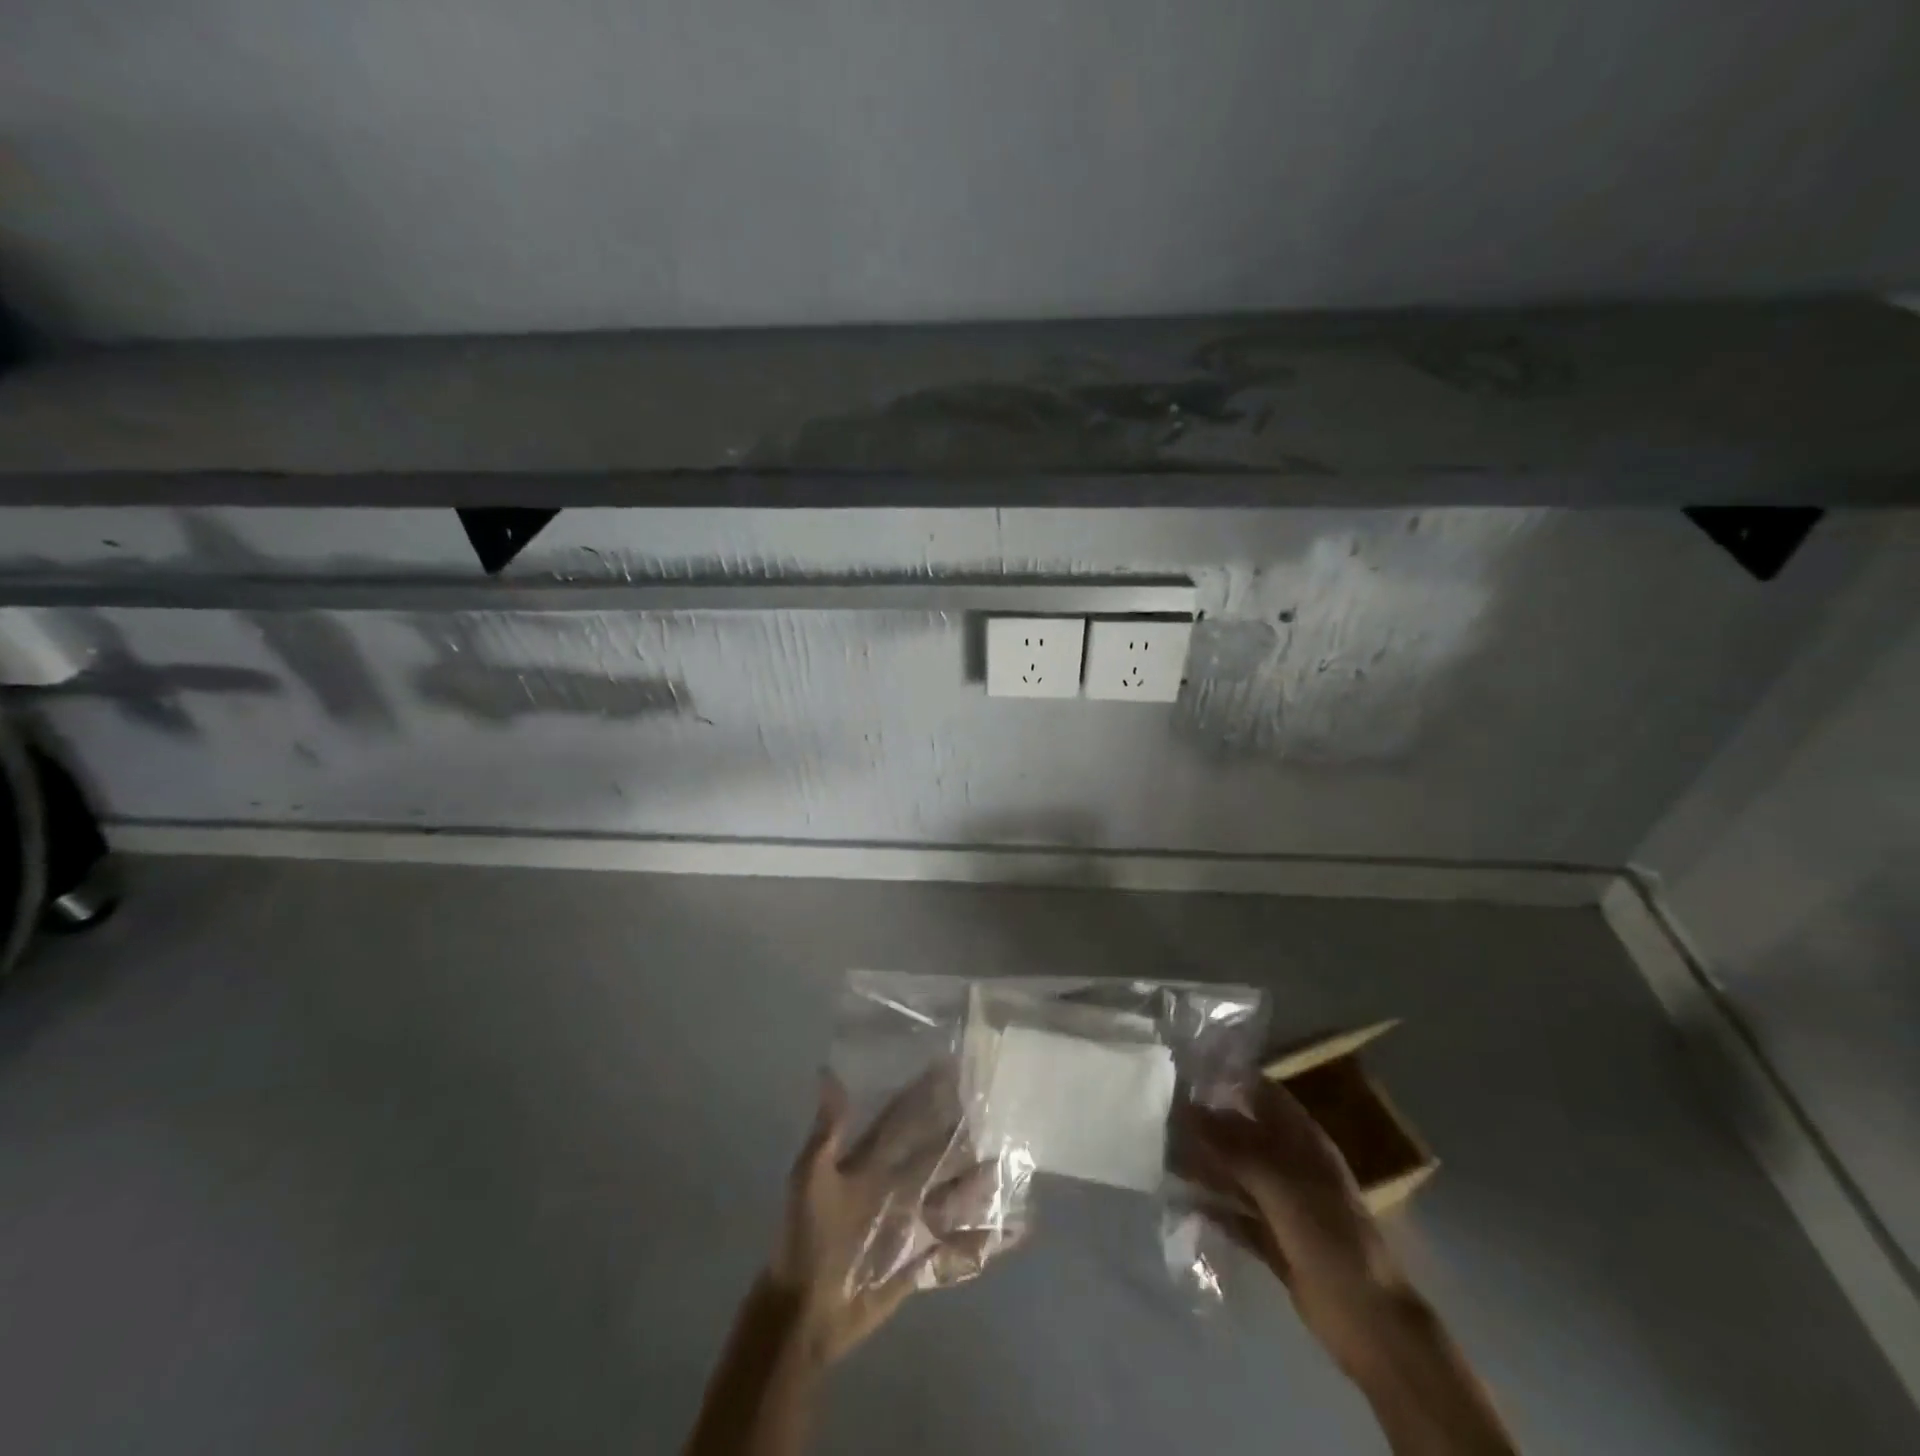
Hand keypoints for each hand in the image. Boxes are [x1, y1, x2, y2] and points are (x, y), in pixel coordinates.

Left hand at [769, 1067, 1011, 1365]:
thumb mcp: (810, 1178)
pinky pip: (958, 1244)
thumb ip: (827, 1131)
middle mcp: (894, 1186)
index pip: (901, 1120)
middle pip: (934, 1154)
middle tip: (993, 1111)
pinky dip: (986, 1238)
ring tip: (1009, 1165)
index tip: (950, 1068)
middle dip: (961, 1134)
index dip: (922, 1094)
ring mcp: (910, 1222)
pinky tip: (1014, 1230)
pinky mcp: (921, 1259)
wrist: (804, 1313)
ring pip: (952, 1195)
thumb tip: (828, 1074)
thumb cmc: (806, 1238)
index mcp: (870, 1164)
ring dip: (978, 1182)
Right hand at [1180, 1078, 1412, 1374]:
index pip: (1261, 1094)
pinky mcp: (1273, 1238)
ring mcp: (1282, 1203)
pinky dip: (1212, 1206)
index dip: (1228, 1081)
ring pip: (1236, 1174)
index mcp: (1302, 1140)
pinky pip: (1235, 1213)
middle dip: (1206, 1125)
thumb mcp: (1278, 1183)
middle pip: (1243, 1134)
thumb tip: (1184, 1110)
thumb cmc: (1328, 1235)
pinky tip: (1182, 1200)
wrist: (1366, 1319)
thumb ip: (1231, 1146)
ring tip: (1161, 1156)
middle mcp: (1290, 1165)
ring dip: (1204, 1166)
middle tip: (1161, 1118)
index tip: (1185, 1074)